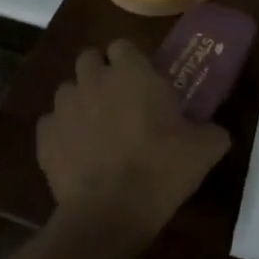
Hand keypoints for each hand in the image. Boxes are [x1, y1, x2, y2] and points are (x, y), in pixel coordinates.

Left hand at [38, 41, 230, 240]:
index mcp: (132, 73)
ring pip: (68, 90)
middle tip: (119, 99)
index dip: (131, 61)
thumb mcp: (204, 151)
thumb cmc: (161, 171)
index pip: (123, 45)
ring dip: (81, 102)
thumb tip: (214, 131)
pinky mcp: (44, 136)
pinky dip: (63, 133)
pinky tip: (78, 154)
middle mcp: (93, 80)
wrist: (109, 212)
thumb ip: (211, 132)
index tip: (143, 82)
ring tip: (97, 129)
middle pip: (89, 59)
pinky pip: (52, 124)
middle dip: (101, 73)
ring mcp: (63, 107)